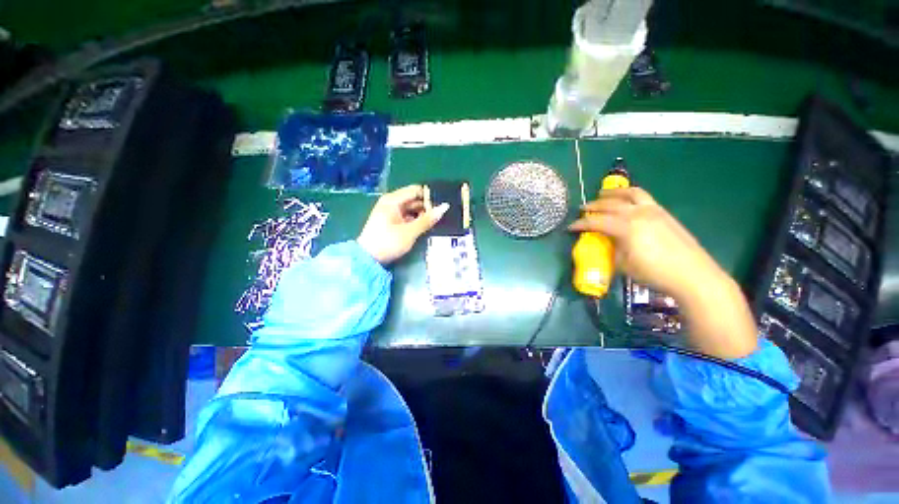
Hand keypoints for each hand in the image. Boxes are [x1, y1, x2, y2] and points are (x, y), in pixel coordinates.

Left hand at [357, 185, 448, 264]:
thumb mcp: (410, 231)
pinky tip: (425, 227)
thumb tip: (445, 207)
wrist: (369, 259)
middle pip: (414, 200)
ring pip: (412, 209)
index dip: (429, 197)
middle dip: (427, 207)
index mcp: (393, 200)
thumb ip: (427, 219)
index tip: (440, 207)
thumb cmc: (388, 242)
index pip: (415, 190)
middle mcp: (391, 203)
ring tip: (436, 222)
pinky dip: (416, 221)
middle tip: (441, 217)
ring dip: (422, 215)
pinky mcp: (392, 222)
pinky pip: (407, 217)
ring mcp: (391, 213)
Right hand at [569, 187, 726, 300]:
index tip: (570, 227)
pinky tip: (626, 201)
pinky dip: (630, 195)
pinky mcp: (664, 213)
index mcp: (626, 227)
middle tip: (582, 209)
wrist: (693, 275)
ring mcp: (653, 210)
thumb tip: (604, 242)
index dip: (581, 224)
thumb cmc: (655, 273)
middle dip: (593, 206)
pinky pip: (643, 197)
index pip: (596, 222)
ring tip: (602, 194)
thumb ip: (611, 249)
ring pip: (629, 194)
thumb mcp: (624, 265)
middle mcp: (638, 213)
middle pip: (610, 205)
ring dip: (612, 193)